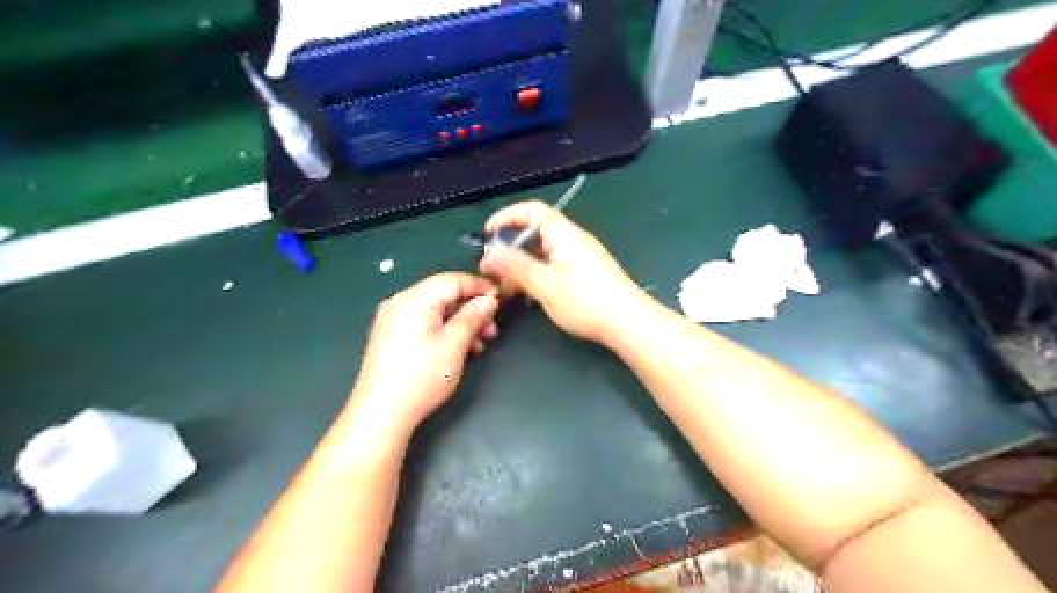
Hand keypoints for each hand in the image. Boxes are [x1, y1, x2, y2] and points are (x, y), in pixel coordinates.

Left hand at [350, 271, 500, 433]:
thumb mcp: (454, 345)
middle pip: (444, 294)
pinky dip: (445, 331)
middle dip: (472, 309)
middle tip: (493, 328)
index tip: (502, 298)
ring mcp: (393, 320)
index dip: (480, 287)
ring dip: (461, 322)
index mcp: (414, 299)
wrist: (381, 414)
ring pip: (436, 311)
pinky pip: (425, 323)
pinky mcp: (392, 337)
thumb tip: (489, 299)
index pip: (453, 280)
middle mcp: (400, 302)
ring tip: (481, 343)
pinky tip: (460, 350)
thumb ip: (473, 317)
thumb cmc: (421, 377)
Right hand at [479, 203, 643, 345]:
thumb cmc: (585, 301)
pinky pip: (554, 264)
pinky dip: (538, 274)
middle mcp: (573, 239)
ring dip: (523, 265)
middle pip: (536, 232)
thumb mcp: (544, 284)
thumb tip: (489, 254)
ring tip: (507, 288)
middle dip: (511, 247)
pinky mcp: (587, 273)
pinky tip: (530, 294)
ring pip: (544, 252)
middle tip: (493, 270)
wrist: (628, 322)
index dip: (507, 216)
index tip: (487, 233)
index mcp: (563, 233)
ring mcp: (581, 256)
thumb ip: (515, 266)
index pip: (532, 210)